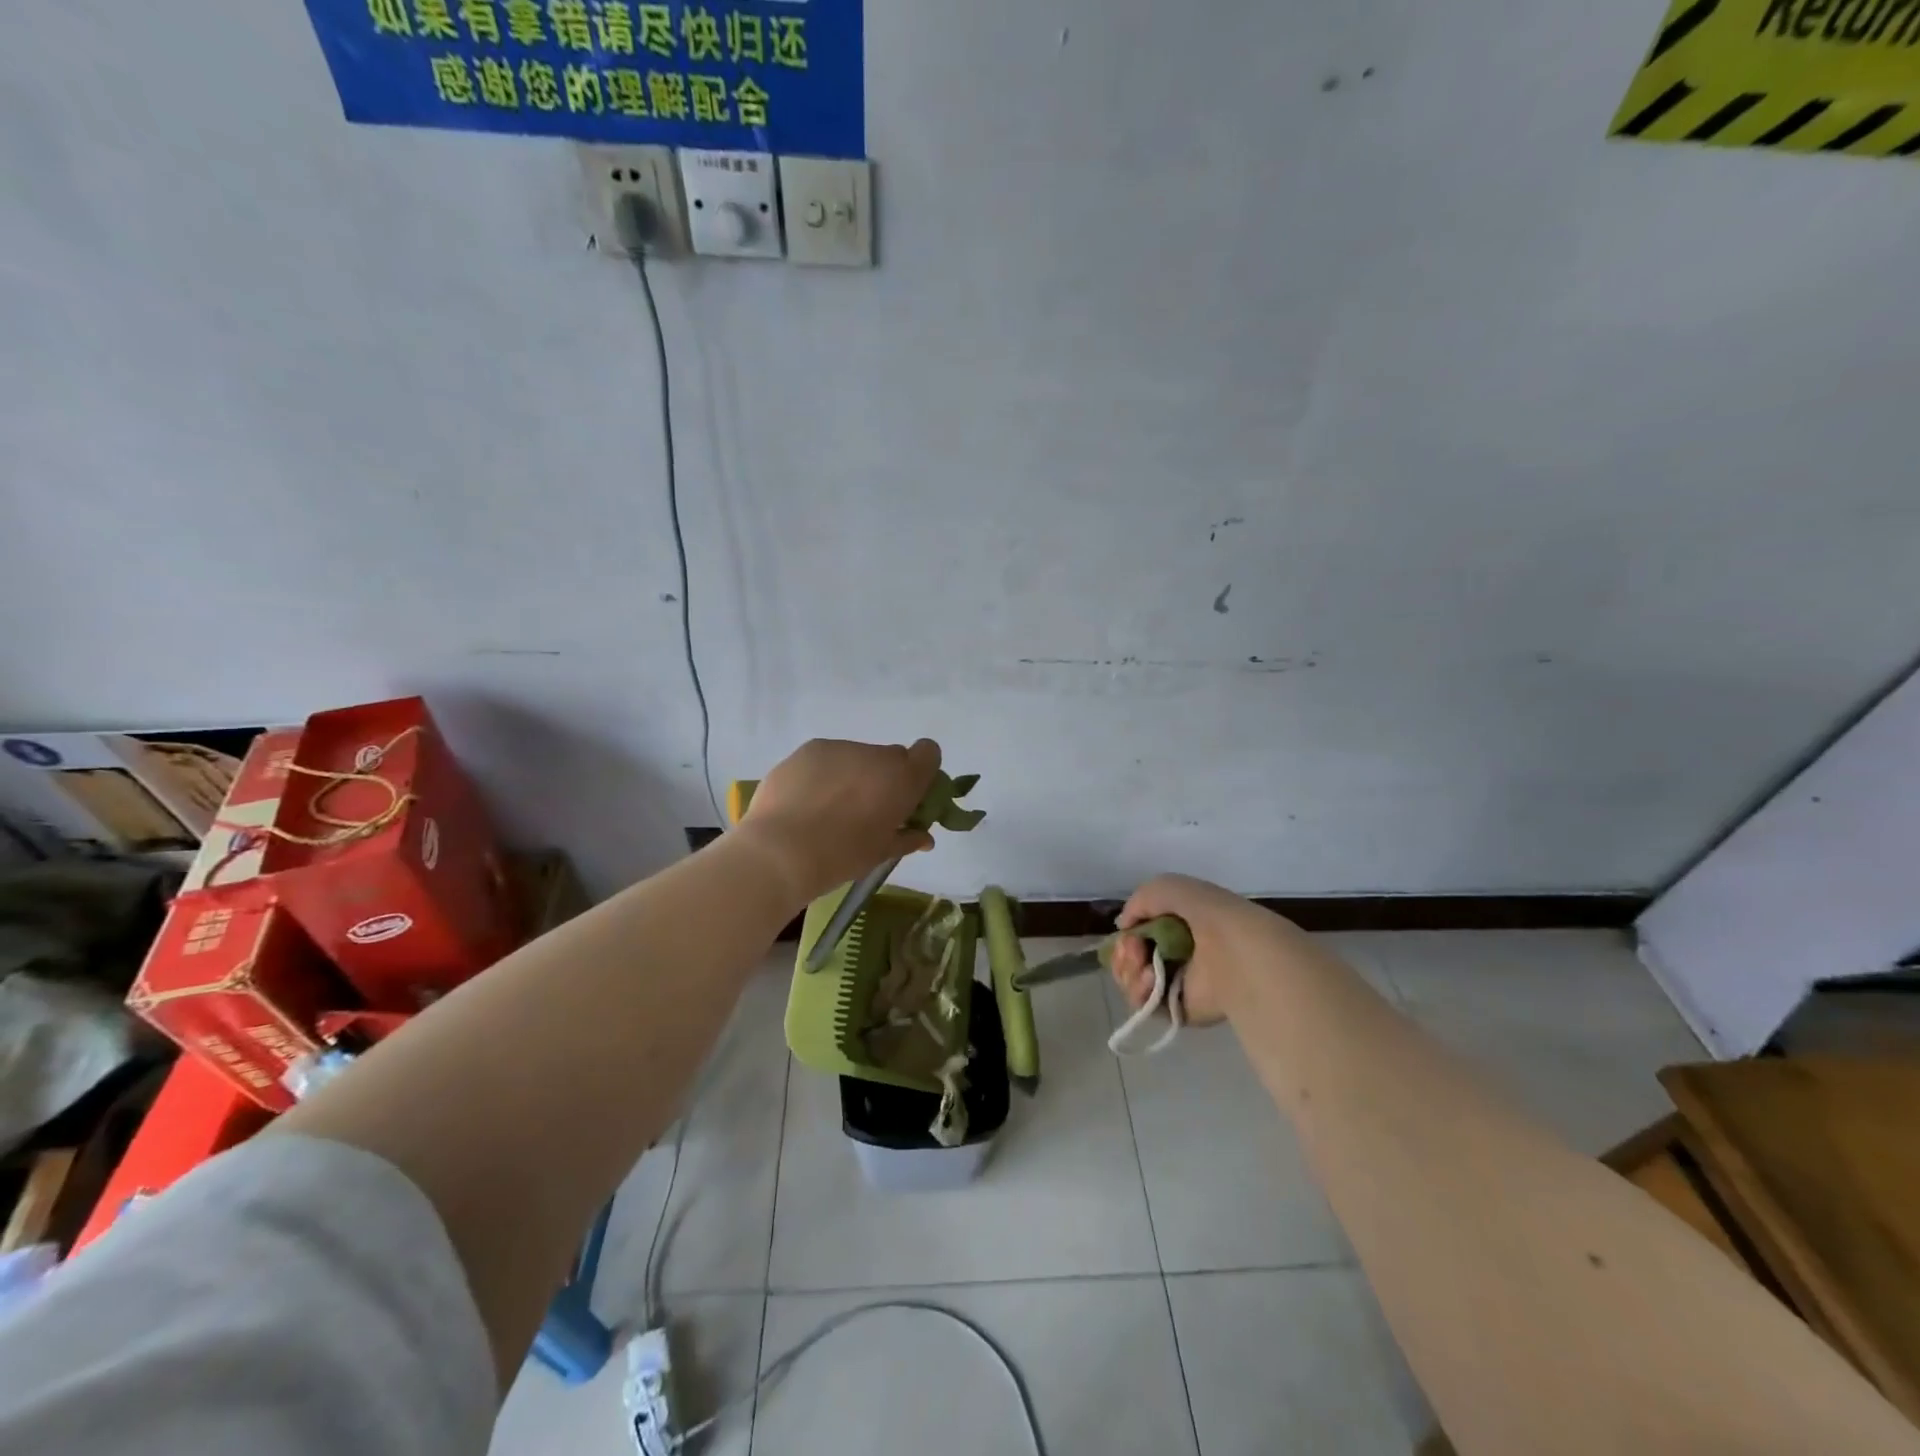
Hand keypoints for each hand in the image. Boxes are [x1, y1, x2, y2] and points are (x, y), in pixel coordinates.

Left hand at [736, 738, 942, 905]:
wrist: (781, 851)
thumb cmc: (842, 856)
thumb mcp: (882, 854)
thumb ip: (907, 838)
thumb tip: (923, 837)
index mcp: (902, 778)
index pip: (929, 753)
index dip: (921, 772)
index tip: (907, 797)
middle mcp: (875, 754)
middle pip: (891, 757)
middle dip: (885, 778)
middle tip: (867, 809)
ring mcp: (839, 748)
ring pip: (857, 756)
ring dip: (853, 775)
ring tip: (829, 809)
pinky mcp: (808, 750)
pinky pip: (827, 759)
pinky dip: (824, 775)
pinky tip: (806, 802)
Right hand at [1109, 874, 1300, 1025]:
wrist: (1236, 954)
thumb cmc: (1208, 915)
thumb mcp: (1168, 887)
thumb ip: (1139, 899)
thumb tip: (1124, 927)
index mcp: (1179, 925)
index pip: (1139, 932)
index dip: (1128, 932)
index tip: (1126, 932)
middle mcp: (1176, 953)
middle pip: (1130, 956)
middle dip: (1124, 951)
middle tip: (1134, 950)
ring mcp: (1176, 983)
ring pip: (1131, 979)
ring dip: (1128, 970)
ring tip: (1143, 966)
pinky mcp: (1177, 1009)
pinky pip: (1143, 1003)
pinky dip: (1139, 991)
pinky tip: (1150, 980)